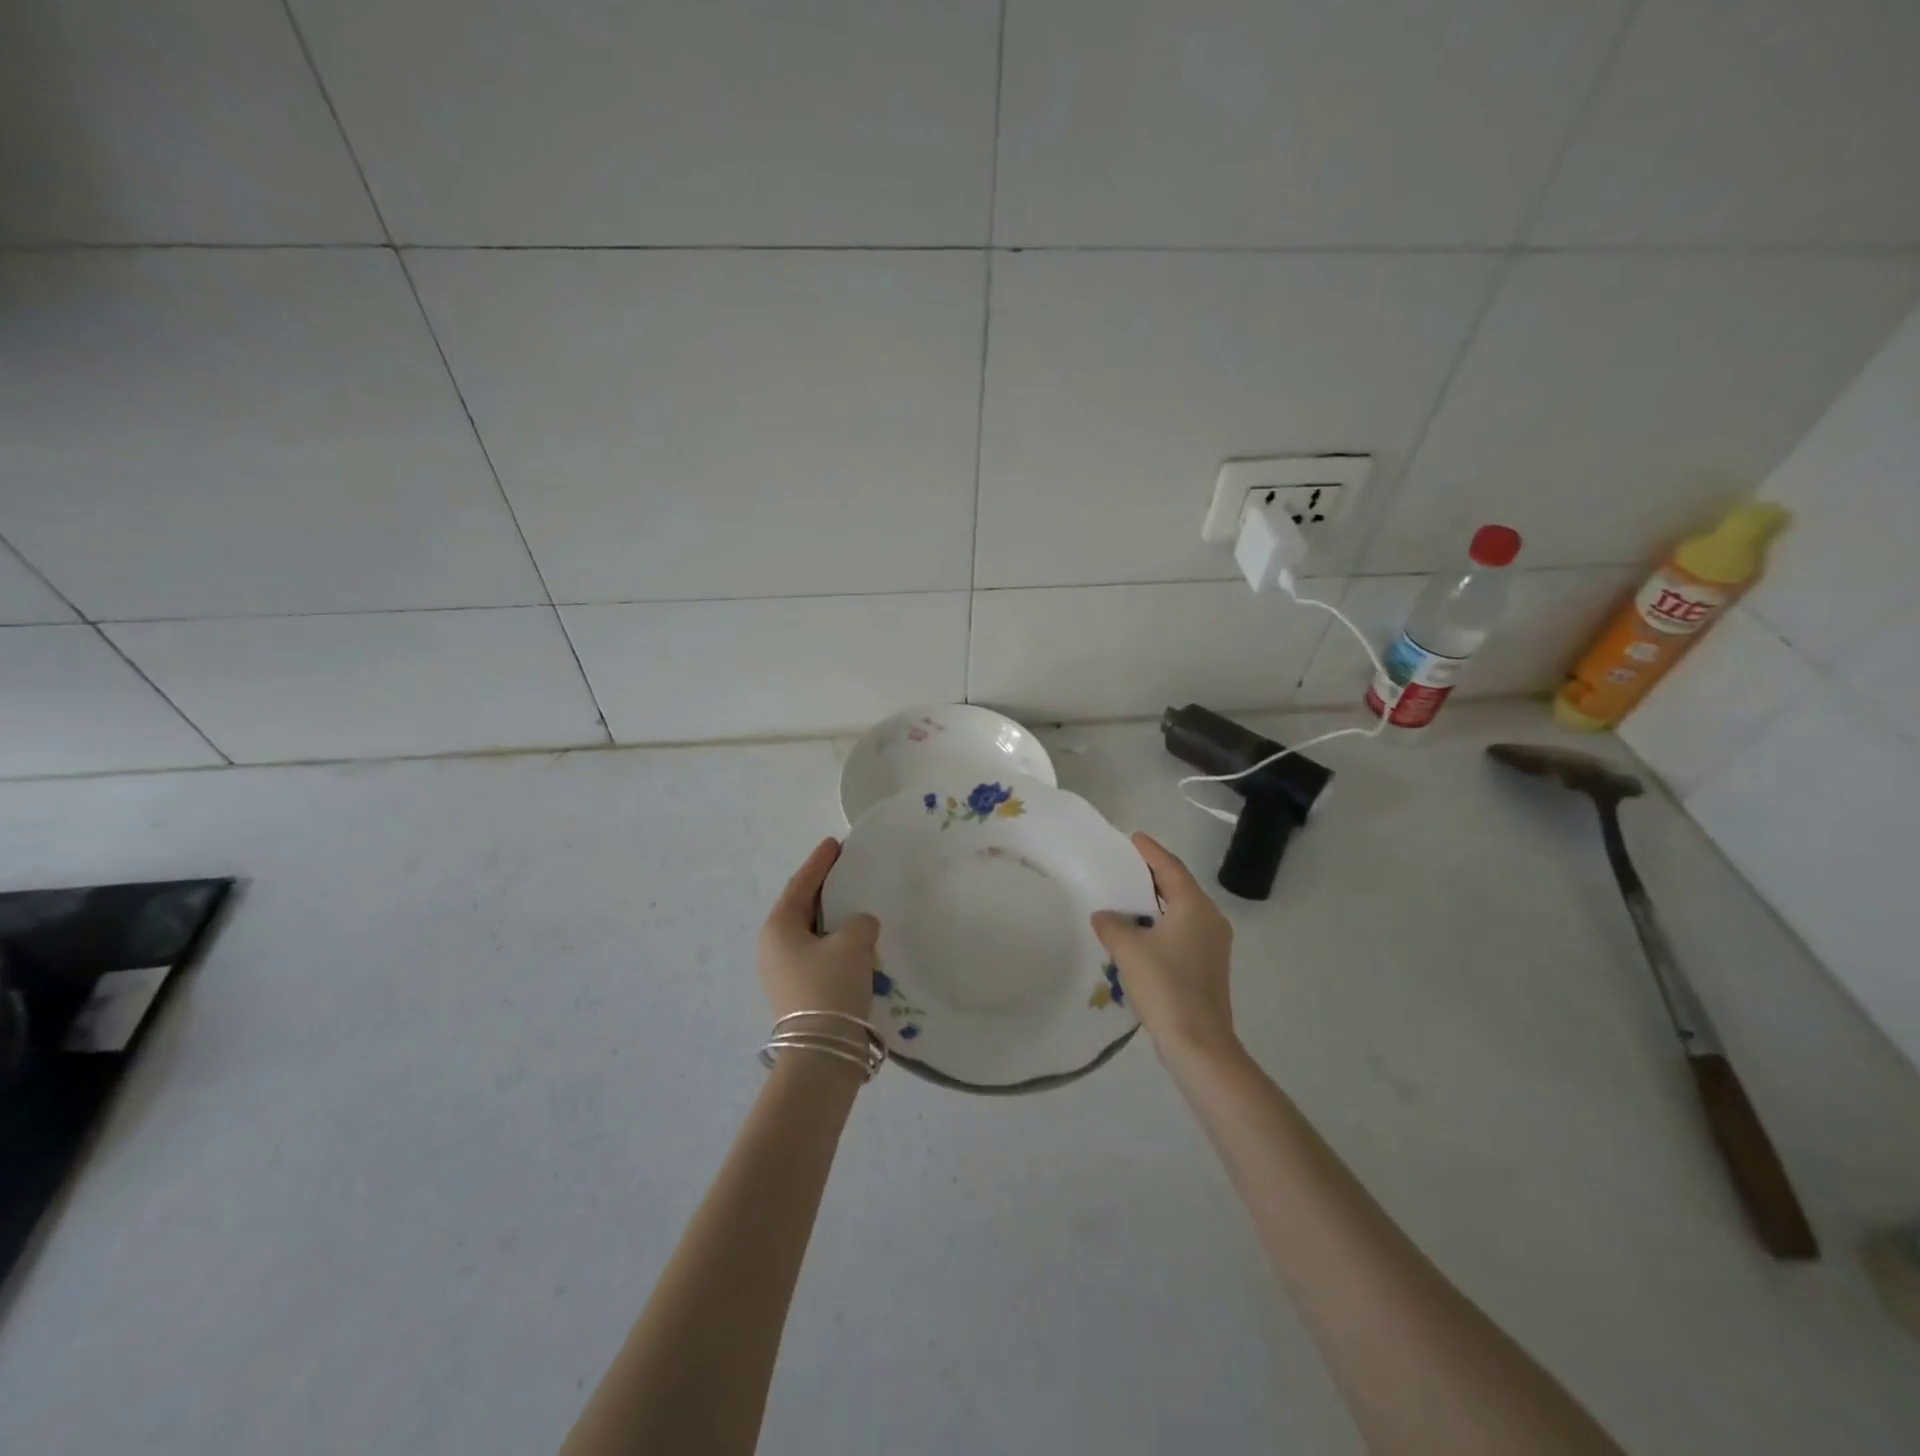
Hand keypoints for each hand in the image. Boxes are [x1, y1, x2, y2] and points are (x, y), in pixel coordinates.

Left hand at [758, 838, 880, 1023]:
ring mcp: (784, 972)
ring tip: (858, 903)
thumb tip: (860, 925)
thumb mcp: (852, 943)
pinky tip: (859, 941)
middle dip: (826, 888)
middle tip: (848, 869)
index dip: (820, 862)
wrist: (822, 1054)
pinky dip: (837, 942)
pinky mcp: (800, 992)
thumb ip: (860, 922)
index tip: (835, 843)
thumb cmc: (830, 987)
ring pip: (812, 933)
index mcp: (779, 927)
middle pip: (803, 907)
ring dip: (834, 918)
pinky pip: (819, 954)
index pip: (801, 884)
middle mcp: (774, 947)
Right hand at [1091, 833, 1237, 1062]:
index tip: (1134, 838)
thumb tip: (1104, 915)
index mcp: (1194, 906)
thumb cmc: (1164, 985)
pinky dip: (1164, 923)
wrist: (1198, 1042)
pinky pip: (1184, 931)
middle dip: (1155, 875)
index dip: (1150, 851)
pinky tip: (1143, 933)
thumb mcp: (1128, 949)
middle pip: (1180, 886)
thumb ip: (1112, 924)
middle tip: (1128, 866)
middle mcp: (1210, 919)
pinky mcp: (1209, 966)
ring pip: (1183, 911)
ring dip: (1159, 902)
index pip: (1170, 867)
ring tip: (1131, 897)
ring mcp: (1214, 945)